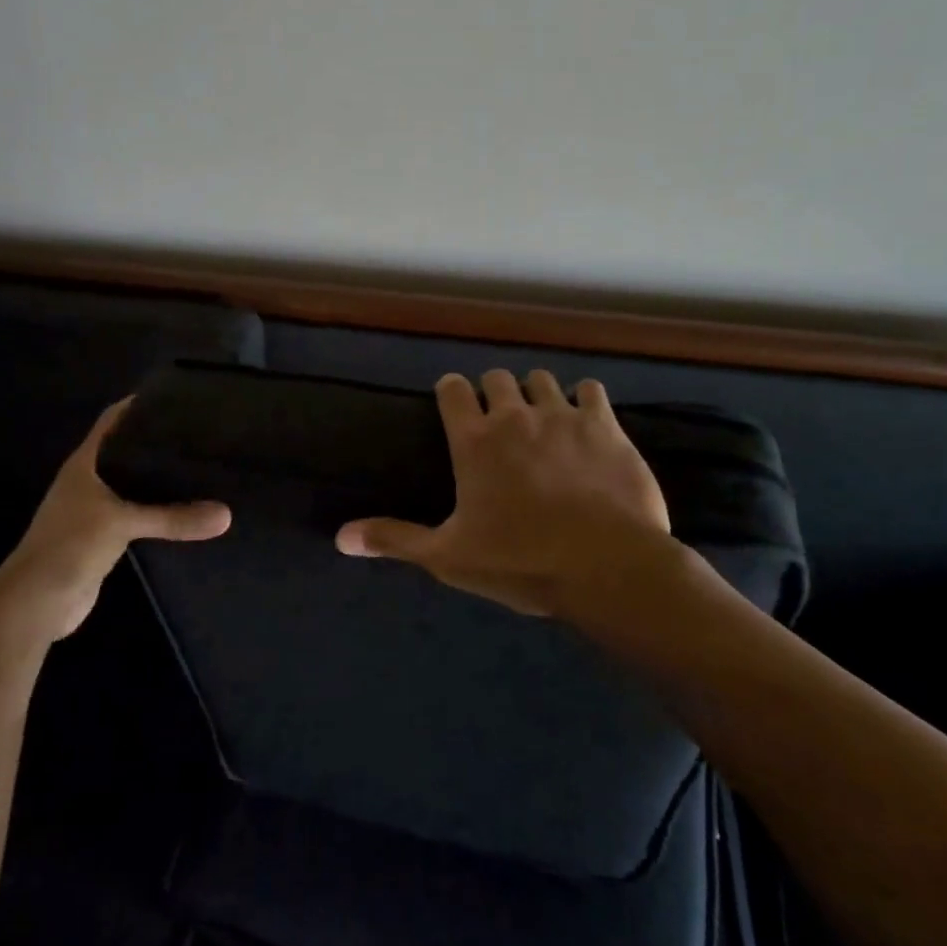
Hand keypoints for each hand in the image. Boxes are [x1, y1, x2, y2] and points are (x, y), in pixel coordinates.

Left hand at [0, 399, 230, 644]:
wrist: (36, 603)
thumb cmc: (70, 546)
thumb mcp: (123, 523)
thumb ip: (173, 517)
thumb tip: (226, 515)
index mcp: (85, 463)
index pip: (112, 421)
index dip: (138, 406)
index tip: (175, 397)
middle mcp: (89, 481)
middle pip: (126, 451)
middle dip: (157, 442)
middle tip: (200, 433)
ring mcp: (95, 511)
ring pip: (133, 485)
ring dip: (159, 479)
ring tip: (201, 466)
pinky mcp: (104, 538)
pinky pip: (137, 515)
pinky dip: (158, 511)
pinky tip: (185, 509)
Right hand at [336, 369, 678, 626]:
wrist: (606, 567)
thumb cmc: (520, 561)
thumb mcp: (448, 556)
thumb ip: (395, 539)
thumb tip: (340, 538)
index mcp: (474, 441)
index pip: (453, 389)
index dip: (451, 393)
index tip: (454, 407)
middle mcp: (515, 416)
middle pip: (497, 378)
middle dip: (493, 392)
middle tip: (498, 421)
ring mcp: (564, 417)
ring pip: (541, 379)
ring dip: (535, 393)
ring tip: (540, 419)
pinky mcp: (606, 426)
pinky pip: (590, 390)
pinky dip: (583, 400)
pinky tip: (585, 422)